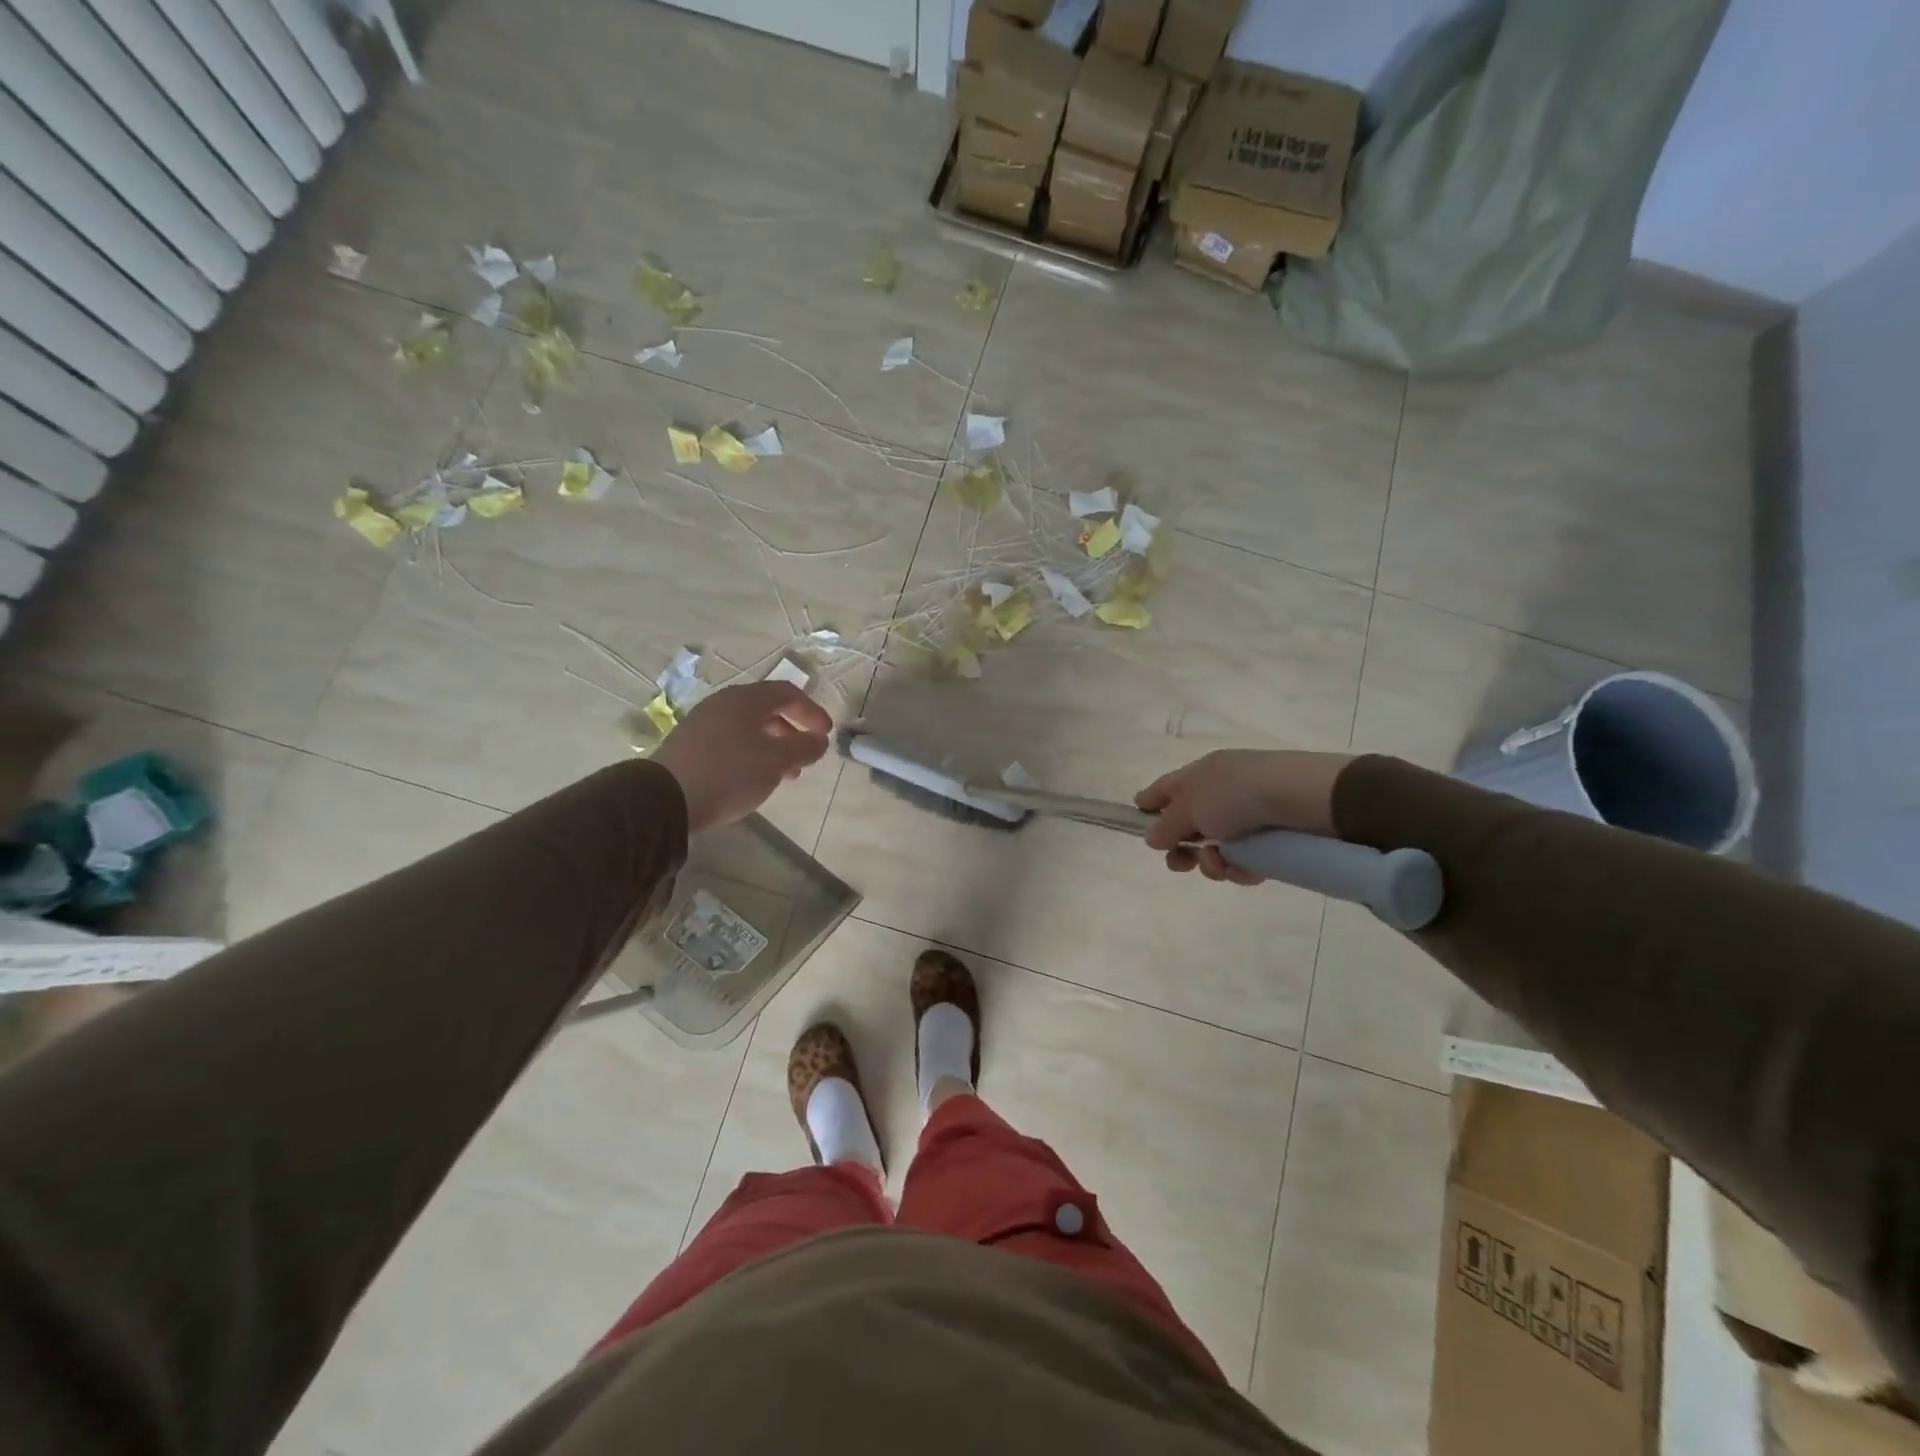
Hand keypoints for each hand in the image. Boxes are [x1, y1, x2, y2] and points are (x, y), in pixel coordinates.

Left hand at [652, 682, 832, 833]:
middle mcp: (723, 704)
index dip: (812, 711)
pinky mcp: (690, 745)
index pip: (787, 693)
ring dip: (773, 746)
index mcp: (745, 699)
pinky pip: (731, 742)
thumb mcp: (776, 761)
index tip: (826, 735)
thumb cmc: (730, 773)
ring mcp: (703, 723)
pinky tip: (754, 779)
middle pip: (767, 710)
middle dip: (792, 732)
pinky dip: (751, 754)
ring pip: (748, 728)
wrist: (666, 799)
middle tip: (806, 756)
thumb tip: (819, 740)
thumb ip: (804, 748)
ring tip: (784, 774)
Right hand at [1134, 750, 1352, 885]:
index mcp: (1198, 775)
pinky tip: (1247, 869)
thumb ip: (1166, 826)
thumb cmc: (1236, 794)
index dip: (1149, 804)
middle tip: (1181, 864)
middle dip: (1182, 850)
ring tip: (1221, 864)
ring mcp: (1247, 817)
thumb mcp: (1190, 808)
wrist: (1301, 798)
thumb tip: (1151, 837)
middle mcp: (1220, 793)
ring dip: (1211, 862)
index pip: (1164, 788)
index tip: (1137, 820)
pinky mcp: (1271, 840)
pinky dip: (1241, 868)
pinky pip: (1244, 860)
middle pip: (1188, 827)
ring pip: (1215, 849)